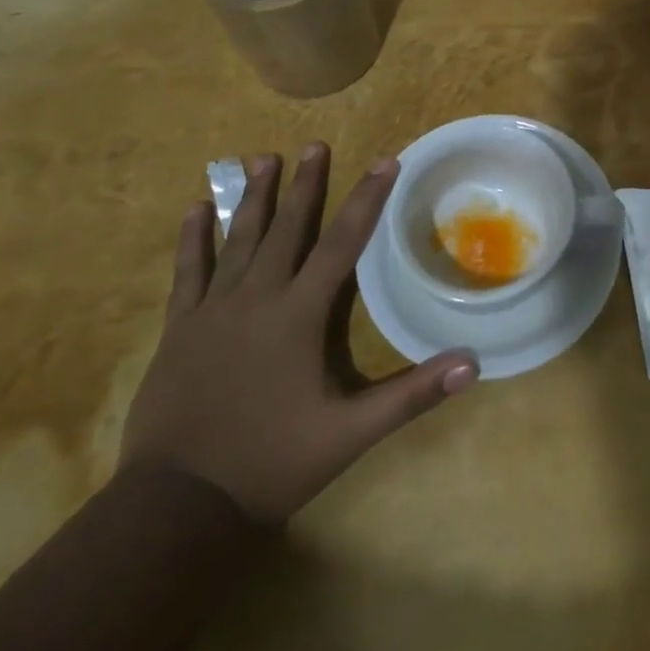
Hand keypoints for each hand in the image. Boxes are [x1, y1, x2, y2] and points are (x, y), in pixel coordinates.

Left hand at [119, 147, 477, 523]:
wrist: (177, 506)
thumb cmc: (271, 462)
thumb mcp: (351, 433)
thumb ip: (412, 394)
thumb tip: (473, 363)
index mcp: (299, 315)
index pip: (343, 243)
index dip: (367, 200)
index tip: (385, 161)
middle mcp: (257, 299)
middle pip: (287, 228)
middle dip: (306, 184)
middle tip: (315, 144)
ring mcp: (212, 311)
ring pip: (237, 240)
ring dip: (253, 197)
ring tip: (262, 158)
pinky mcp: (180, 329)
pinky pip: (188, 272)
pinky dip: (193, 238)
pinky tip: (195, 209)